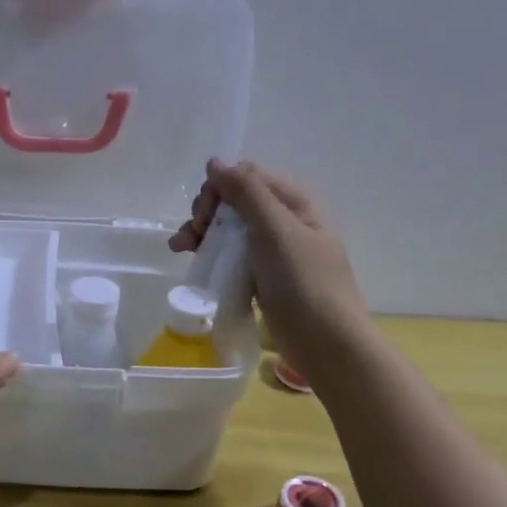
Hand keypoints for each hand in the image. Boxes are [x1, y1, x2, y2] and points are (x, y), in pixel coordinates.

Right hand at [169, 158, 369, 375]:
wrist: (326, 344)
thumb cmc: (304, 283)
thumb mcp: (275, 230)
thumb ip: (246, 193)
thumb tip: (215, 162)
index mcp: (296, 204)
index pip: (249, 177)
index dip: (221, 188)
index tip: (205, 213)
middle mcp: (285, 222)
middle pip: (235, 202)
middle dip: (207, 211)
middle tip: (194, 233)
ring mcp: (273, 252)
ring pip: (229, 230)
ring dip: (202, 233)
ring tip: (180, 249)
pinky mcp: (262, 278)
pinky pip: (231, 256)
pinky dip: (210, 255)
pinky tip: (192, 262)